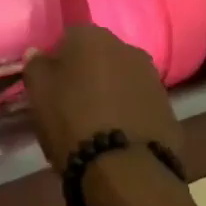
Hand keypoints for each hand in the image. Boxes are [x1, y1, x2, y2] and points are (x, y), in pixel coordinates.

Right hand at [24, 24, 182, 167]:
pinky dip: (130, 113)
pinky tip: (120, 136)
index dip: (59, 61)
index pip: (69, 38)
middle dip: (89, 73)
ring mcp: (152, 77)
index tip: (52, 84)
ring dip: (112, 92)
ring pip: (123, 79)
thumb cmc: (72, 120)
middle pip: (100, 56)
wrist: (125, 169)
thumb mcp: (38, 92)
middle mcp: (126, 47)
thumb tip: (38, 53)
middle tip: (74, 102)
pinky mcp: (168, 107)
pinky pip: (140, 104)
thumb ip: (36, 65)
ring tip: (98, 123)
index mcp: (92, 36)